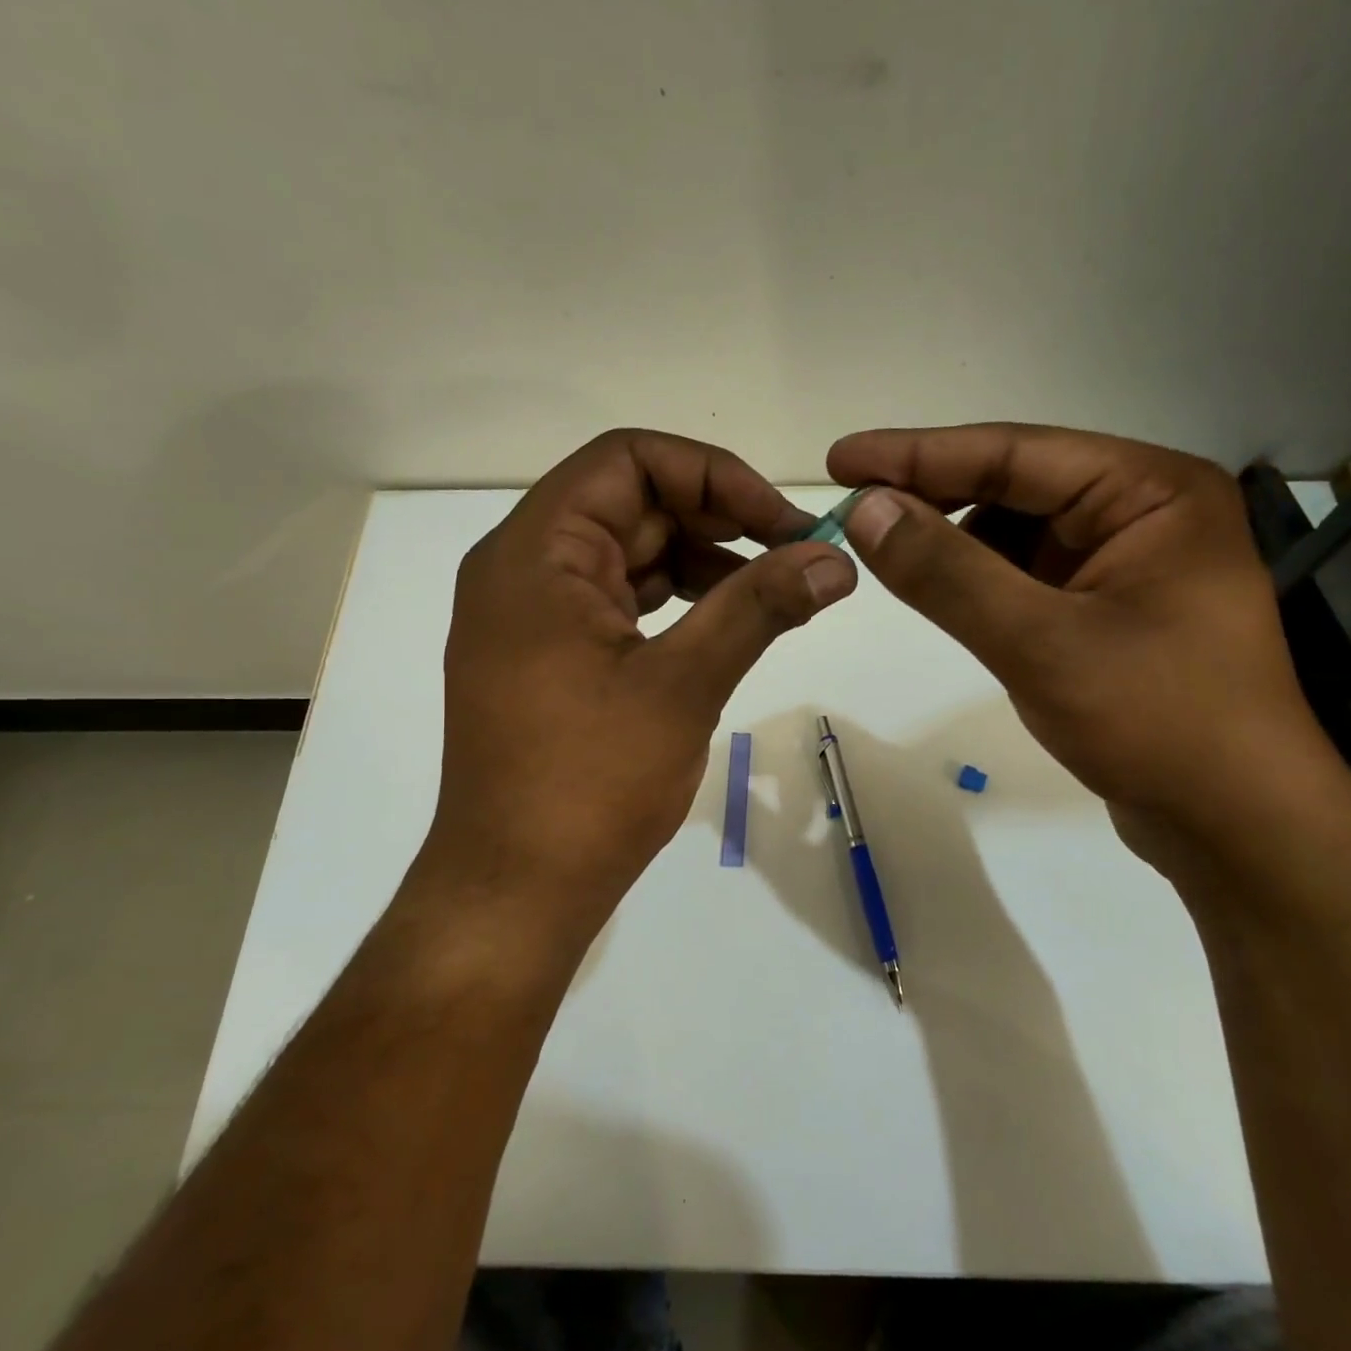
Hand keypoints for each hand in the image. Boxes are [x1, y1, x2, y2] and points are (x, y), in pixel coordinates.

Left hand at [424, 430, 856, 950]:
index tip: (780, 521)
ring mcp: (530, 617)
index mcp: (534, 554)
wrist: (515, 889)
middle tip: (793, 555)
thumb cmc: (590, 783)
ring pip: (626, 554)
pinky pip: (615, 601)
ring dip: (699, 561)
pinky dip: (672, 601)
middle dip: (716, 519)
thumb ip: (759, 607)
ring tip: (772, 592)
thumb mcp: (683, 684)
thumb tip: (835, 559)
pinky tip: (723, 624)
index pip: (628, 461)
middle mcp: (521, 570)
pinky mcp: (546, 658)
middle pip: (628, 504)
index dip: (713, 476)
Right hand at [828, 424, 1327, 844]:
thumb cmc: (1157, 723)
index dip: (917, 455)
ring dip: (952, 542)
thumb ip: (947, 573)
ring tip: (885, 551)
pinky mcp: (1110, 612)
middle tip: (851, 507)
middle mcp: (1144, 513)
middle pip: (1015, 485)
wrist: (1237, 828)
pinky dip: (978, 582)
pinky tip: (939, 593)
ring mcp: (1128, 564)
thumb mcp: (1040, 642)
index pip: (1015, 451)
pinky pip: (1027, 578)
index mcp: (1151, 491)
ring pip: (1016, 534)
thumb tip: (865, 509)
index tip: (840, 459)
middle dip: (932, 497)